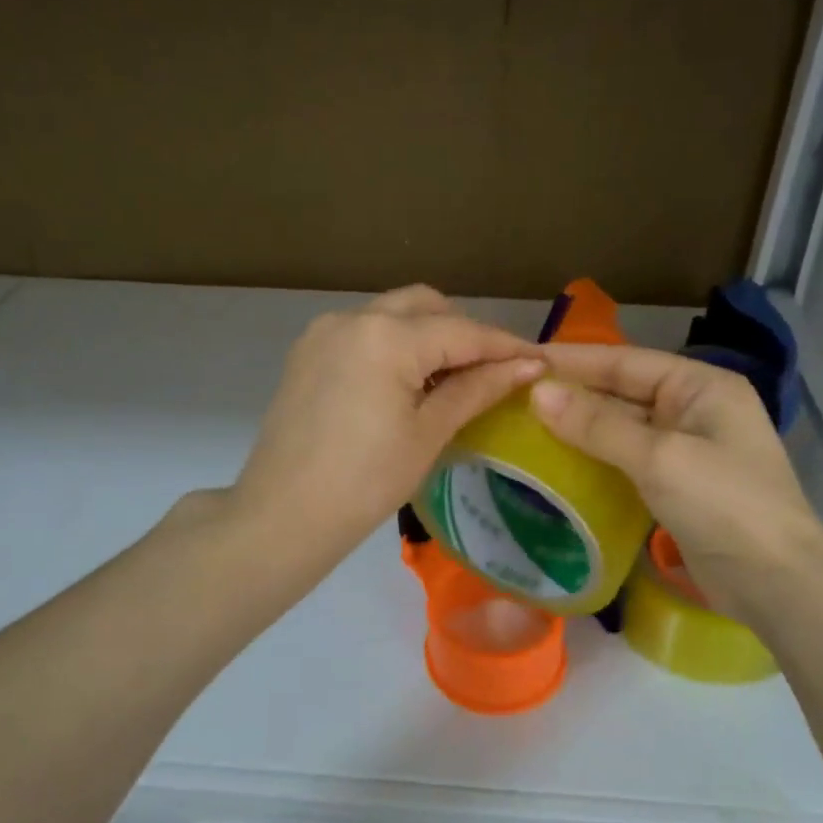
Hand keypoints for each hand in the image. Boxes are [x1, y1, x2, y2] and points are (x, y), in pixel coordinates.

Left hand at [233, 285, 543, 555]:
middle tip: (493, 371)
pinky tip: (408, 383)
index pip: (462, 331)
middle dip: (465, 331)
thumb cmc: (364, 483)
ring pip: (393, 314)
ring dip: (428, 335)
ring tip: (452, 379)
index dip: (505, 346)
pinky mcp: (307, 352)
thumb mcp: (428, 434)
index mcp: (386, 336)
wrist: (282, 517)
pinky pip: (364, 331)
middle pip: (426, 306)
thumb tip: (528, 366)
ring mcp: (324, 332)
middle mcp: (352, 317)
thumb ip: (477, 389)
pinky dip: (395, 345)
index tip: (541, 360)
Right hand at [528, 344, 822, 615]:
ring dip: (579, 428)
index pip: (626, 361)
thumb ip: (598, 425)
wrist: (777, 584)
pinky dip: (595, 459)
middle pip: (623, 392)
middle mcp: (694, 409)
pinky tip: (558, 463)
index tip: (522, 359)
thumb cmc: (725, 505)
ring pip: (622, 428)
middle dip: (573, 394)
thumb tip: (538, 393)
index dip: (574, 360)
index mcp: (700, 386)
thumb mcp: (659, 458)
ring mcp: (687, 449)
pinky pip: (627, 460)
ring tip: (524, 426)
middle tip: (513, 395)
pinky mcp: (677, 485)